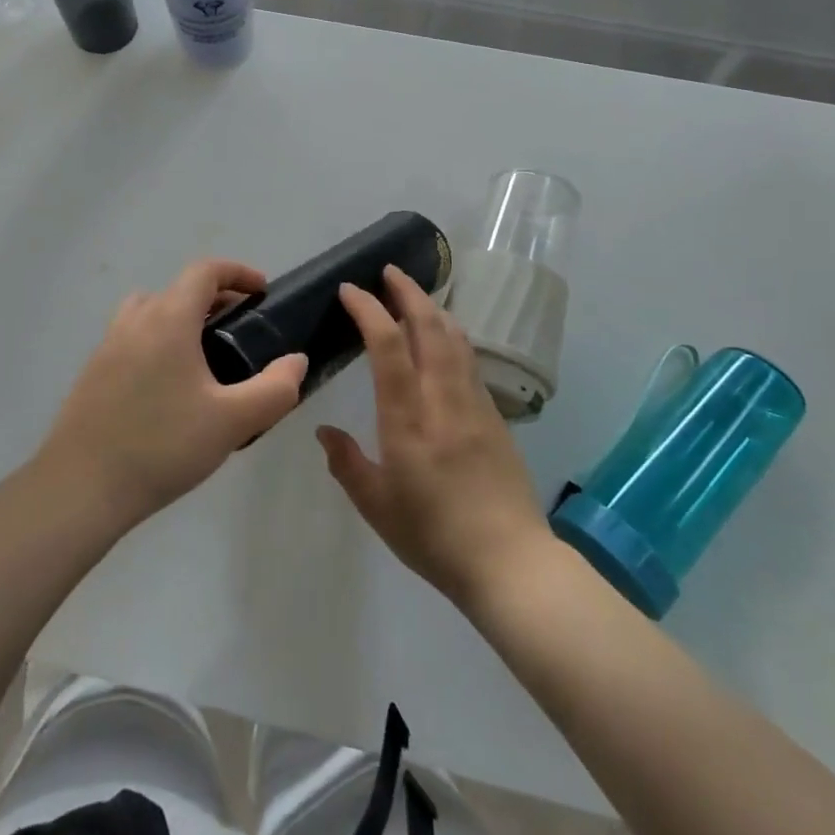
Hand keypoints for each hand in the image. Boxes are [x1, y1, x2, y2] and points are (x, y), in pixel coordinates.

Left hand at [40, 258, 307, 529]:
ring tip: (206, 354)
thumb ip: (275, 389)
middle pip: (179, 289)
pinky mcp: (93, 372)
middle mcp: (135, 320)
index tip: (262, 292)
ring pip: (151, 310)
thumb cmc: (161, 446)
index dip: (237, 272)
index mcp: (168, 319)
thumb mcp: (232, 422)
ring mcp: (108, 345)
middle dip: (216, 297)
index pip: (205, 271)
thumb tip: (296, 361)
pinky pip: (133, 337)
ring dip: (182, 317)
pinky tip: (170, 388)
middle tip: (242, 328)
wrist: (80, 489)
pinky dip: (159, 340)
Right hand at [317, 267, 553, 609]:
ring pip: (454, 337)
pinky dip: (451, 334)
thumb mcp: (377, 507)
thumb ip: (347, 464)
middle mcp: (443, 399)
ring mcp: (474, 403)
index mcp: (408, 419)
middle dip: (407, 292)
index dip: (368, 309)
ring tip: (414, 295)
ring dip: (432, 308)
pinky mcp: (494, 415)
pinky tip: (444, 337)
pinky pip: (469, 359)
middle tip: (388, 271)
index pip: (387, 346)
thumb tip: (325, 431)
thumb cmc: (434, 537)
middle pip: (428, 327)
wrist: (510, 562)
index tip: (350, 290)